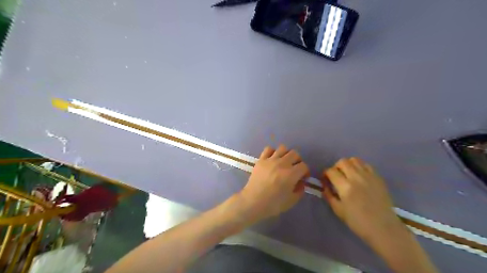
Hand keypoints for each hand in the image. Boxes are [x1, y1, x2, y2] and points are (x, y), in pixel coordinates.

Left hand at [238, 145, 309, 223]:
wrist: (252, 202)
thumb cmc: (273, 204)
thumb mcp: (291, 201)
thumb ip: (300, 190)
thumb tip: (301, 183)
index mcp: (291, 174)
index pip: (304, 166)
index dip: (305, 172)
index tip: (303, 178)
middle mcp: (282, 163)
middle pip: (295, 154)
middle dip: (298, 161)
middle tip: (295, 169)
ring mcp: (270, 160)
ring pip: (283, 148)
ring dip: (286, 154)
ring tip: (284, 162)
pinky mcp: (261, 160)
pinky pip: (268, 149)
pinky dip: (272, 152)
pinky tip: (272, 159)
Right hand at [323, 156, 403, 243]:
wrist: (383, 228)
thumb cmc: (358, 221)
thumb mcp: (338, 210)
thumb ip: (329, 195)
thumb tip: (324, 186)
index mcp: (345, 187)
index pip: (331, 171)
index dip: (325, 174)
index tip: (325, 180)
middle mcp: (356, 177)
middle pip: (342, 162)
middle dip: (335, 167)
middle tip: (336, 176)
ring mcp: (369, 176)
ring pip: (354, 160)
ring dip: (347, 165)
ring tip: (347, 174)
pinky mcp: (378, 177)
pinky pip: (366, 165)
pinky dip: (359, 167)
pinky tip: (359, 176)